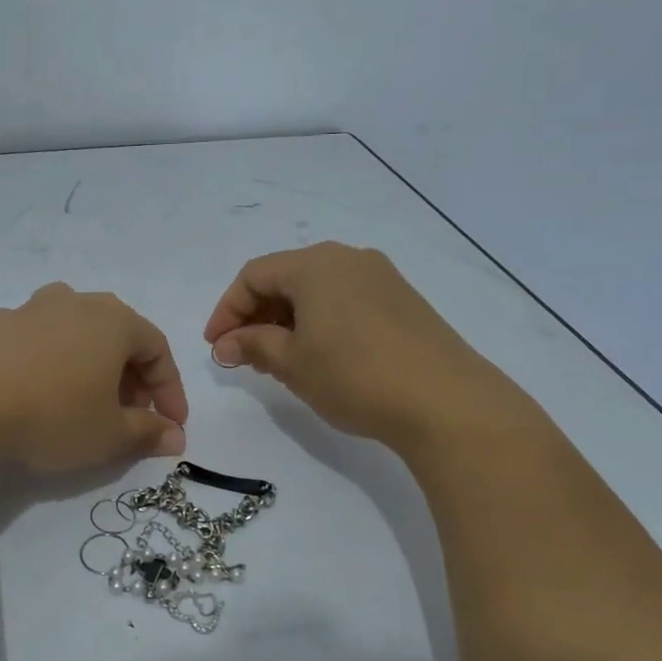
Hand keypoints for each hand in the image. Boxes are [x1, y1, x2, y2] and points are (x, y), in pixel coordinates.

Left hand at [0, 283, 188, 470]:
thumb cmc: (51, 413)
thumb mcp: (108, 434)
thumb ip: (147, 433)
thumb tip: (176, 437)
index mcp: (114, 320)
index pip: (158, 350)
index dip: (170, 390)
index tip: (171, 426)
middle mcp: (77, 302)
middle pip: (119, 339)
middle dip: (132, 380)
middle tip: (130, 417)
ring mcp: (33, 308)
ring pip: (79, 337)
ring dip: (93, 370)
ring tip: (86, 406)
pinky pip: (42, 343)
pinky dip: (55, 367)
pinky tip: (41, 397)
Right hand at [202, 243, 544, 454]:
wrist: (446, 401)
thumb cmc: (354, 375)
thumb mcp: (292, 363)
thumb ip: (253, 345)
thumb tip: (225, 344)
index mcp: (316, 263)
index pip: (253, 275)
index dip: (226, 310)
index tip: (216, 348)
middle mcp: (348, 258)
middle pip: (286, 279)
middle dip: (256, 316)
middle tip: (243, 357)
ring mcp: (381, 278)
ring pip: (317, 292)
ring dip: (287, 322)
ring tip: (277, 362)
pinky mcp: (403, 302)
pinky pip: (345, 303)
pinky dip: (320, 324)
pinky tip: (319, 358)